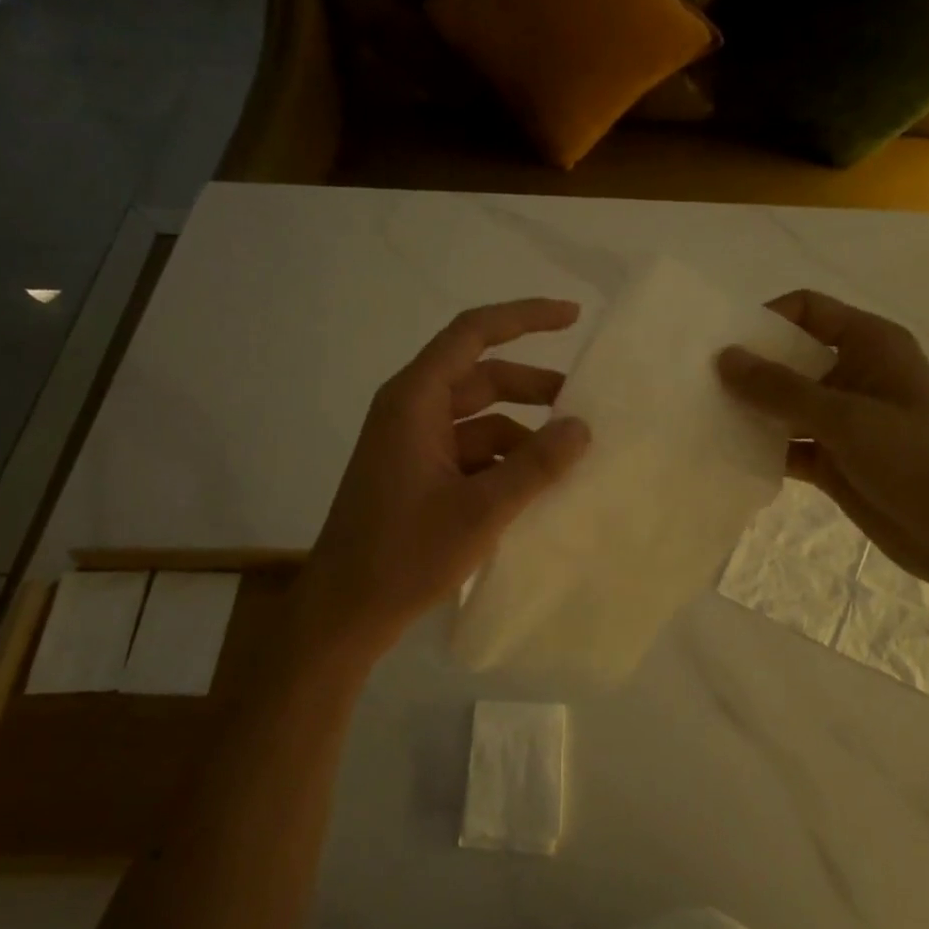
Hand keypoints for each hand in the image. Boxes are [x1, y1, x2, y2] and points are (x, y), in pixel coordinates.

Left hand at [295, 299, 591, 660]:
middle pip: (481, 377)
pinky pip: (469, 451)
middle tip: (583, 405)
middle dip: (533, 388)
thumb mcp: (481, 510)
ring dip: (522, 433)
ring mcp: (411, 444)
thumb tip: (582, 427)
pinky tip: (534, 488)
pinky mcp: (416, 475)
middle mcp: (410, 410)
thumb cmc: (405, 554)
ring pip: (479, 419)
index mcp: (415, 400)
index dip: (524, 317)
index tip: (572, 316)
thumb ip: (535, 465)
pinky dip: (503, 461)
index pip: (472, 333)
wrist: (345, 612)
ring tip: (567, 458)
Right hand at [716, 290, 928, 598]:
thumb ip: (781, 389)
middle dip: (749, 368)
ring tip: (702, 418)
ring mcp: (843, 419)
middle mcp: (853, 374)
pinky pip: (787, 444)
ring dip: (750, 411)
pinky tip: (726, 456)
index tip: (724, 345)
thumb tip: (723, 357)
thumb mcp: (846, 418)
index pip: (808, 311)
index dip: (766, 320)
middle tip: (698, 383)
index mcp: (869, 345)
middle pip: (789, 357)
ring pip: (784, 404)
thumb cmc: (917, 461)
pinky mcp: (833, 459)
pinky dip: (762, 448)